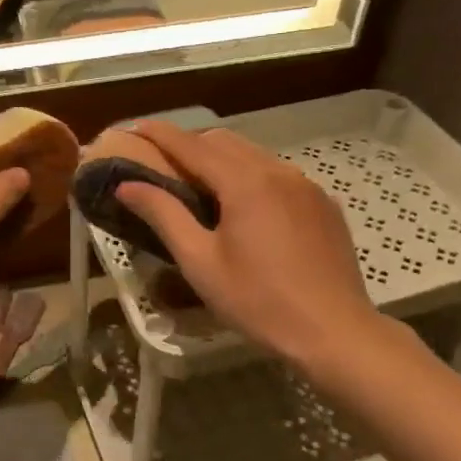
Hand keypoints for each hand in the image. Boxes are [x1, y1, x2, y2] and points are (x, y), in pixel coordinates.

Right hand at [114, 121, 384, 367]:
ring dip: (221, 160)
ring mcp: (306, 185)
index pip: (191, 145)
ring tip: (199, 186)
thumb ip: (163, 215)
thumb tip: (126, 185)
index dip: (159, 134)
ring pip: (254, 155)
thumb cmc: (257, 301)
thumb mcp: (200, 262)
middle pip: (223, 141)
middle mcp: (277, 171)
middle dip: (189, 145)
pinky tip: (244, 208)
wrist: (334, 332)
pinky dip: (251, 176)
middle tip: (161, 164)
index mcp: (244, 182)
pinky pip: (279, 174)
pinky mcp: (323, 204)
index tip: (133, 127)